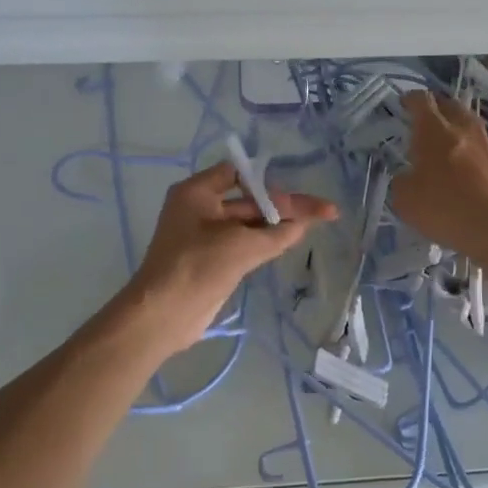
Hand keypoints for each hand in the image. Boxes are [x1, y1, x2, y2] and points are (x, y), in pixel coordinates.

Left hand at [127, 161, 337, 354]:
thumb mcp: (242, 246)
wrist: (164, 314)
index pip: (238, 173)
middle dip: (284, 206)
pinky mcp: (212, 259)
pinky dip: (266, 241)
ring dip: (278, 224)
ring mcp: (206, 235)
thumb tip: (302, 224)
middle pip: (250, 200)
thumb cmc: (198, 266)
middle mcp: (200, 208)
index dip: (268, 182)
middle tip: (324, 211)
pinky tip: (292, 241)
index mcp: (197, 192)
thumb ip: (277, 233)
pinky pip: (243, 243)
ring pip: (249, 223)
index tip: (294, 194)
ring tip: (317, 223)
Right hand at [390, 92, 487, 262]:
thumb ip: (402, 182)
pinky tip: (462, 167)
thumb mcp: (405, 200)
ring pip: (468, 125)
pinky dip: (468, 150)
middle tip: (423, 119)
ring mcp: (486, 145)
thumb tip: (408, 177)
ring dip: (455, 128)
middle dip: (435, 108)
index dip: (410, 99)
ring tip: (442, 143)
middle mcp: (462, 129)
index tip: (403, 103)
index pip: (421, 101)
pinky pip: (479, 147)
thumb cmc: (446, 208)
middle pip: (449, 106)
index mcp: (434, 130)